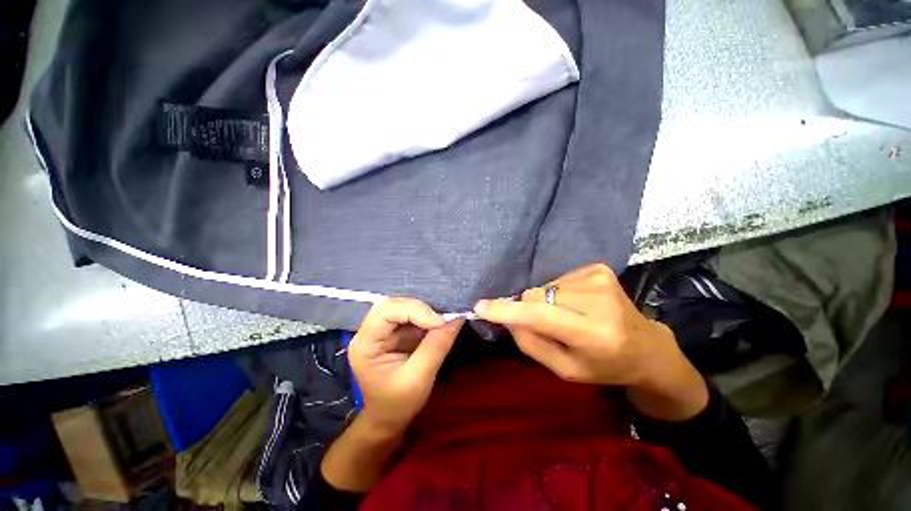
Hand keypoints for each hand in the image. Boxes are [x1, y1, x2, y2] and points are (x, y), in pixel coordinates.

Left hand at [349, 298, 463, 435]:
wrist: (389, 419)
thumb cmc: (398, 404)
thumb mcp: (419, 379)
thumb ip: (436, 347)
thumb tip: (456, 318)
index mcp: (365, 344)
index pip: (385, 311)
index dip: (413, 310)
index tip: (439, 323)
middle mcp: (371, 331)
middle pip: (394, 304)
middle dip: (421, 309)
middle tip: (443, 321)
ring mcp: (384, 330)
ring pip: (405, 306)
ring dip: (426, 311)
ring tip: (444, 321)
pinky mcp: (397, 331)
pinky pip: (413, 315)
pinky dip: (428, 317)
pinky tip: (439, 324)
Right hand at [474, 263, 707, 420]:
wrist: (646, 346)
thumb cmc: (605, 366)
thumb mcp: (565, 370)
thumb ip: (531, 344)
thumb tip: (507, 318)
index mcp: (593, 334)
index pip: (540, 316)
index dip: (507, 311)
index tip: (481, 307)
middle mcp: (598, 301)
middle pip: (536, 295)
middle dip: (529, 308)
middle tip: (546, 324)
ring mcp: (599, 279)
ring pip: (544, 286)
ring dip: (545, 301)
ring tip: (567, 315)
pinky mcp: (598, 268)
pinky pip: (557, 279)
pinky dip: (558, 292)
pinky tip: (577, 304)